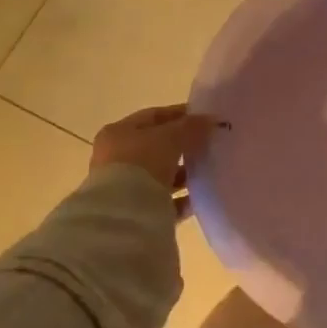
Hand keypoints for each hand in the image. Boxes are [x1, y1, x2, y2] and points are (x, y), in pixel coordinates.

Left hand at [91, 105, 219, 220]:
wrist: (122, 213)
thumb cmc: (142, 163)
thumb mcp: (170, 137)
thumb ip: (190, 127)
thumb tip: (210, 120)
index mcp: (118, 133)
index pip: (153, 116)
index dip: (180, 115)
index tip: (205, 119)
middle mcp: (116, 157)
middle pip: (156, 147)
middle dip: (182, 146)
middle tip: (208, 145)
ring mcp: (123, 185)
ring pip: (159, 175)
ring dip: (182, 173)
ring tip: (207, 172)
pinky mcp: (134, 211)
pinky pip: (162, 201)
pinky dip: (180, 199)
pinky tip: (198, 197)